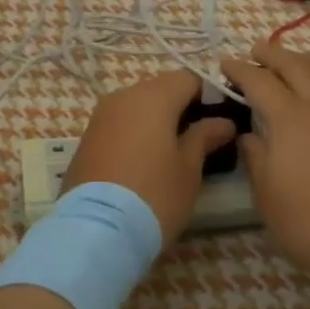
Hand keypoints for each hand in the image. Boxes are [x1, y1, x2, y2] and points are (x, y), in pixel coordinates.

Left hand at [63, 70, 237, 243]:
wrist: (96, 230)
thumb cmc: (154, 194)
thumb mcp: (189, 169)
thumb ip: (205, 137)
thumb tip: (222, 122)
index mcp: (152, 96)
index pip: (189, 78)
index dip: (210, 95)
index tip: (222, 121)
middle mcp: (122, 97)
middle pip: (161, 90)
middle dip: (183, 109)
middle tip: (202, 140)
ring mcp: (100, 117)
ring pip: (138, 108)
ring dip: (157, 123)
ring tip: (174, 154)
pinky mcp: (86, 140)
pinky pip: (120, 126)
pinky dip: (136, 135)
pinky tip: (146, 163)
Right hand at [221, 43, 309, 288]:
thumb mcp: (269, 199)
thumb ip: (256, 161)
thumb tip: (249, 136)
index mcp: (290, 120)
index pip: (259, 82)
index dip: (240, 70)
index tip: (224, 63)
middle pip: (296, 65)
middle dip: (272, 54)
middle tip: (256, 51)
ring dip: (308, 57)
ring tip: (297, 58)